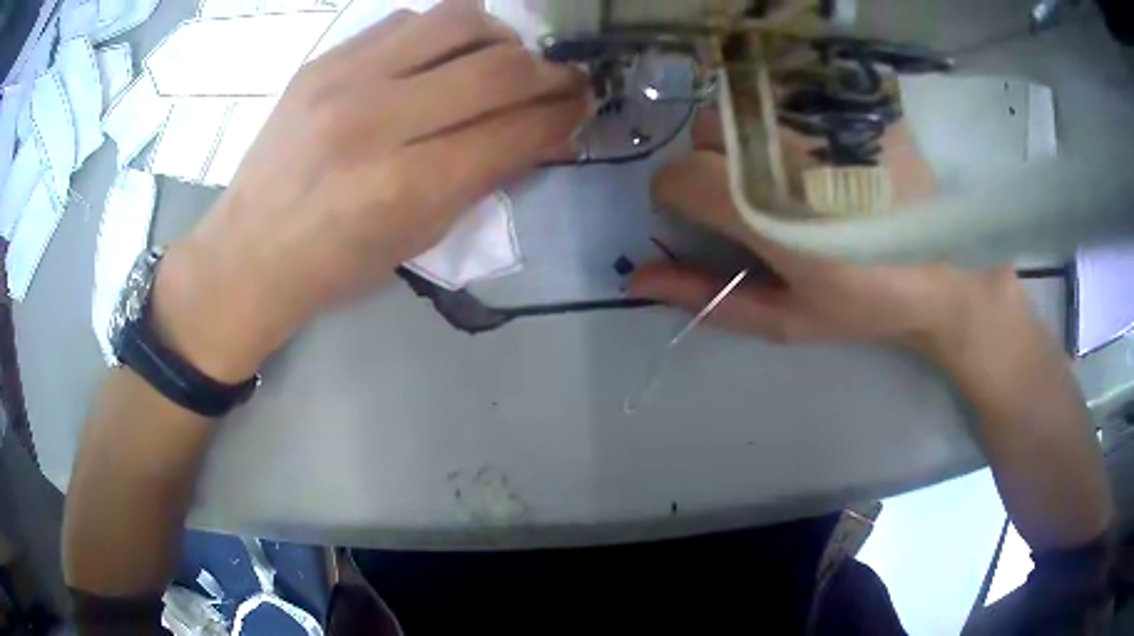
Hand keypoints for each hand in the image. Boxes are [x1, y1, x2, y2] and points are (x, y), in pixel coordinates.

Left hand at [151, 1, 589, 380]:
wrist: (249, 251)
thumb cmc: (336, 265)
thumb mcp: (420, 237)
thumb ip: (486, 177)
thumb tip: (546, 132)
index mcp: (406, 187)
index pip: (516, 128)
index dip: (564, 112)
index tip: (584, 103)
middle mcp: (378, 121)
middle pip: (498, 67)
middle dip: (549, 72)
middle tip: (563, 79)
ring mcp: (344, 80)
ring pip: (458, 21)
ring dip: (501, 37)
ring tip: (504, 58)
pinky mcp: (322, 61)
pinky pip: (407, 20)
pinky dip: (442, 32)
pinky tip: (441, 55)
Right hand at [631, 109, 1031, 367]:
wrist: (948, 273)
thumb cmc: (868, 305)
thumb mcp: (788, 319)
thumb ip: (710, 298)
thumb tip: (638, 279)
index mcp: (772, 218)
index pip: (680, 177)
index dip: (675, 195)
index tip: (696, 212)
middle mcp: (792, 157)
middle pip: (711, 131)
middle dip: (716, 162)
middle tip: (756, 195)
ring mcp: (826, 123)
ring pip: (748, 105)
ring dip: (751, 134)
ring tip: (791, 169)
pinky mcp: (854, 105)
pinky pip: (792, 90)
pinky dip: (788, 114)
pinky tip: (820, 147)